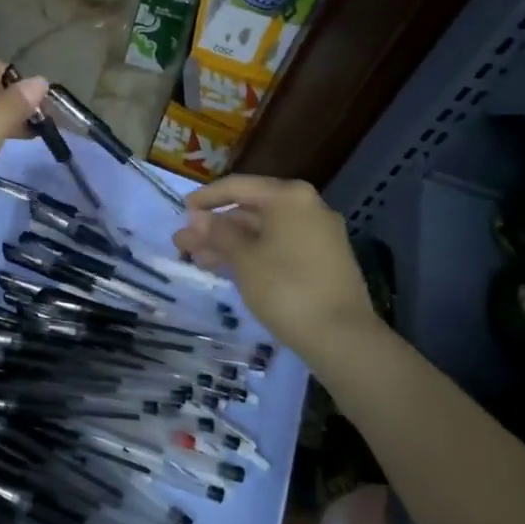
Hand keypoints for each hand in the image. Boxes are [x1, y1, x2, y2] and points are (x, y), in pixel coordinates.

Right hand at [173, 174, 376, 349]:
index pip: (238, 186)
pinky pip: (279, 247)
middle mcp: (307, 207)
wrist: (342, 337)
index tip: (181, 213)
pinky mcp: (322, 260)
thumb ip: (218, 233)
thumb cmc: (286, 288)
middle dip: (215, 228)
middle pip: (250, 210)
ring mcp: (318, 234)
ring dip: (229, 244)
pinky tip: (227, 269)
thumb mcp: (243, 259)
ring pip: (263, 232)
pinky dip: (252, 254)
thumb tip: (196, 217)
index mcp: (289, 196)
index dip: (206, 198)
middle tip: (183, 244)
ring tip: (197, 261)